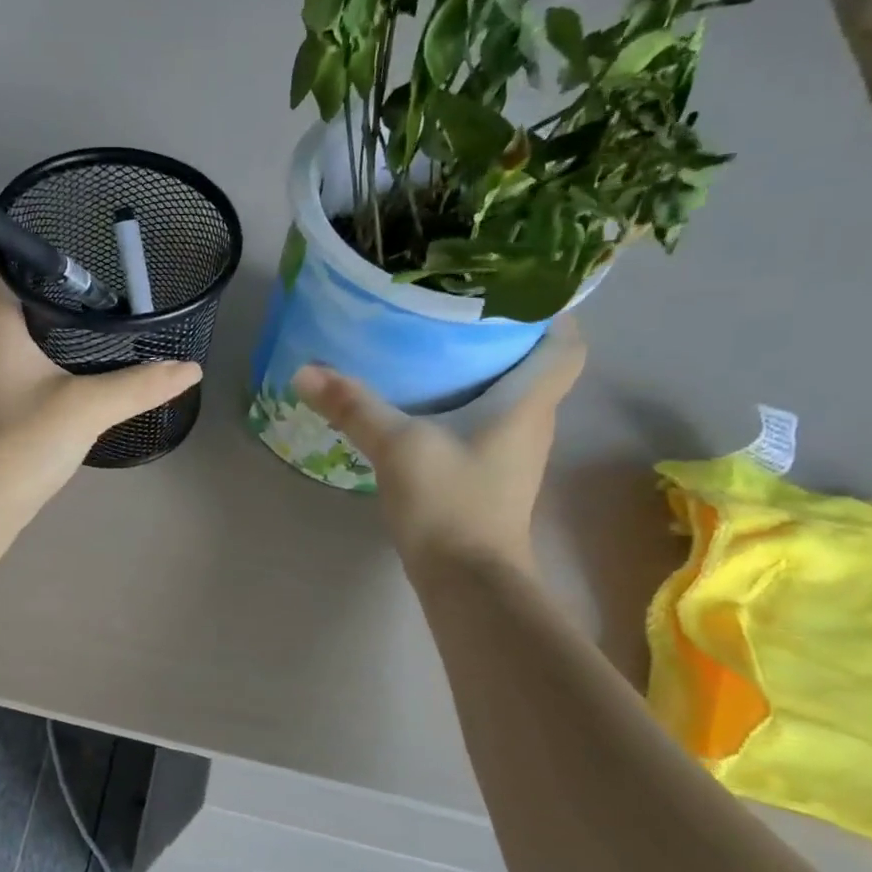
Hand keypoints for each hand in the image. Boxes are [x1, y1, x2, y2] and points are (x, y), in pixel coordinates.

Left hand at [0, 256, 200, 506]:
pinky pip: (11, 371)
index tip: (55, 235)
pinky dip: (37, 361)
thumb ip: (139, 386)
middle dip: (41, 286)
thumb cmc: (22, 442)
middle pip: (1, 300)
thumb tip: (190, 368)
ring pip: (7, 339)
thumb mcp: (87, 408)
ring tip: (86, 323)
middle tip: (90, 282)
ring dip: (39, 326)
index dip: (15, 242)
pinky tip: (65, 376)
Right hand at [293, 321, 586, 572]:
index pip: (565, 346)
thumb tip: (305, 371)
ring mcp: (514, 456)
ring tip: (438, 349)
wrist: (468, 581)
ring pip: (510, 399)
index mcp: (527, 403)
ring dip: (484, 374)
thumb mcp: (397, 446)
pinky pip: (488, 427)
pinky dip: (467, 409)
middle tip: (458, 312)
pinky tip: (428, 408)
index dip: (552, 313)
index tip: (516, 290)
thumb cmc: (449, 503)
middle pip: (534, 368)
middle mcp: (532, 424)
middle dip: (504, 338)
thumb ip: (354, 406)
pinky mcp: (492, 479)